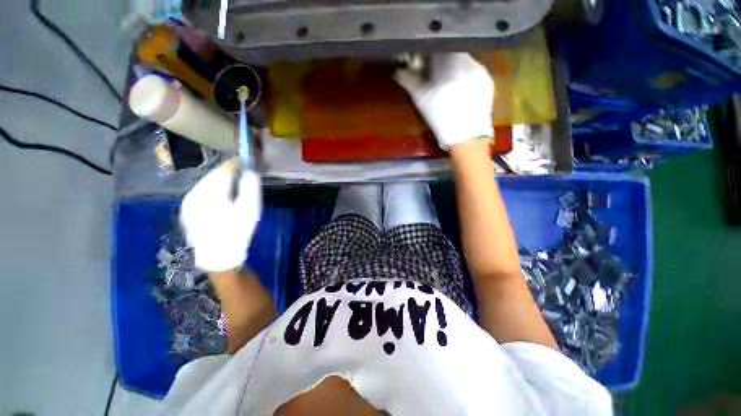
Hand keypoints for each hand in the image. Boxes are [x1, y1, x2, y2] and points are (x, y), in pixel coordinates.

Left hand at [180, 159, 261, 271]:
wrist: (219, 255)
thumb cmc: (238, 231)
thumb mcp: (250, 209)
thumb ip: (250, 187)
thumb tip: (249, 171)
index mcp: (211, 194)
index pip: (223, 171)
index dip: (235, 164)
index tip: (246, 161)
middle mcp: (195, 194)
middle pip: (212, 175)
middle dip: (226, 171)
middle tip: (241, 169)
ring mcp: (188, 202)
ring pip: (205, 182)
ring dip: (219, 179)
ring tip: (232, 179)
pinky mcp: (187, 210)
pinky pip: (200, 191)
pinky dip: (211, 187)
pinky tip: (220, 192)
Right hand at [396, 53, 493, 149]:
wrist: (467, 137)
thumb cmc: (441, 118)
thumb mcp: (422, 100)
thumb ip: (409, 81)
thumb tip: (398, 70)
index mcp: (450, 61)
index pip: (436, 47)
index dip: (426, 54)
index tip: (420, 64)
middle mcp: (469, 59)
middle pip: (451, 52)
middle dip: (440, 61)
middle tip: (432, 76)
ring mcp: (481, 69)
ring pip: (463, 61)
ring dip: (452, 69)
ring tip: (447, 86)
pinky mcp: (488, 81)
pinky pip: (474, 72)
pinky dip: (464, 77)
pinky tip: (460, 91)